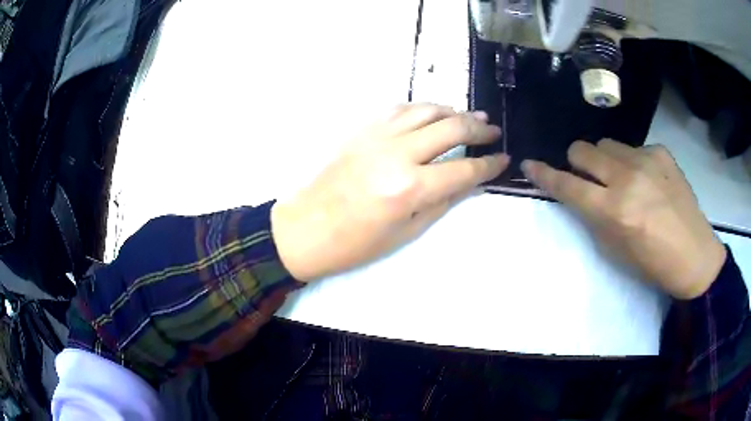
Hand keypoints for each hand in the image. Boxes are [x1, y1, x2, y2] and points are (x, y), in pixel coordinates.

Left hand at [271, 104, 508, 281]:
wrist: (304, 229)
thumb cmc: (355, 244)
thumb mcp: (406, 232)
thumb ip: (441, 202)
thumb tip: (468, 181)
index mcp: (410, 188)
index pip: (464, 169)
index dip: (489, 164)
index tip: (503, 159)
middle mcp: (397, 154)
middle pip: (450, 127)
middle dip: (479, 127)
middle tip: (493, 130)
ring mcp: (377, 136)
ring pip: (426, 110)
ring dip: (453, 110)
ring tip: (470, 115)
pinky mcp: (361, 130)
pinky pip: (399, 109)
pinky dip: (422, 108)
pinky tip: (432, 113)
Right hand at [522, 139, 725, 299]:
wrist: (694, 255)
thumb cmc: (652, 263)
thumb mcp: (615, 250)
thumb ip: (594, 217)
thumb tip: (580, 194)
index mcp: (613, 211)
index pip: (568, 185)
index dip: (545, 175)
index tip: (530, 165)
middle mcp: (626, 177)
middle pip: (583, 149)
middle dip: (578, 162)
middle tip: (589, 177)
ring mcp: (646, 160)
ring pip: (607, 143)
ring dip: (605, 159)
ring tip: (622, 178)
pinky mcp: (661, 152)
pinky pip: (634, 148)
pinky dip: (632, 161)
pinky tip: (648, 179)